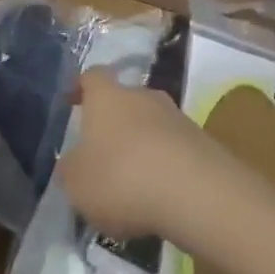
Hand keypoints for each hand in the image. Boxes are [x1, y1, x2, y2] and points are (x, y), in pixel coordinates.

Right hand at [57, 71, 231, 239]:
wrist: (196, 193)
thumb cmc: (122, 178)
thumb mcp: (76, 182)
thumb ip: (71, 168)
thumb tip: (75, 161)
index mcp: (107, 96)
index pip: (92, 76)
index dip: (80, 87)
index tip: (71, 102)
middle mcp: (144, 96)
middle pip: (125, 101)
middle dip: (113, 123)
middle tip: (100, 154)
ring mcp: (177, 117)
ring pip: (151, 126)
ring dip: (141, 146)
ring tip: (130, 183)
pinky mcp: (203, 142)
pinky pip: (174, 149)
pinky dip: (164, 166)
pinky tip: (157, 197)